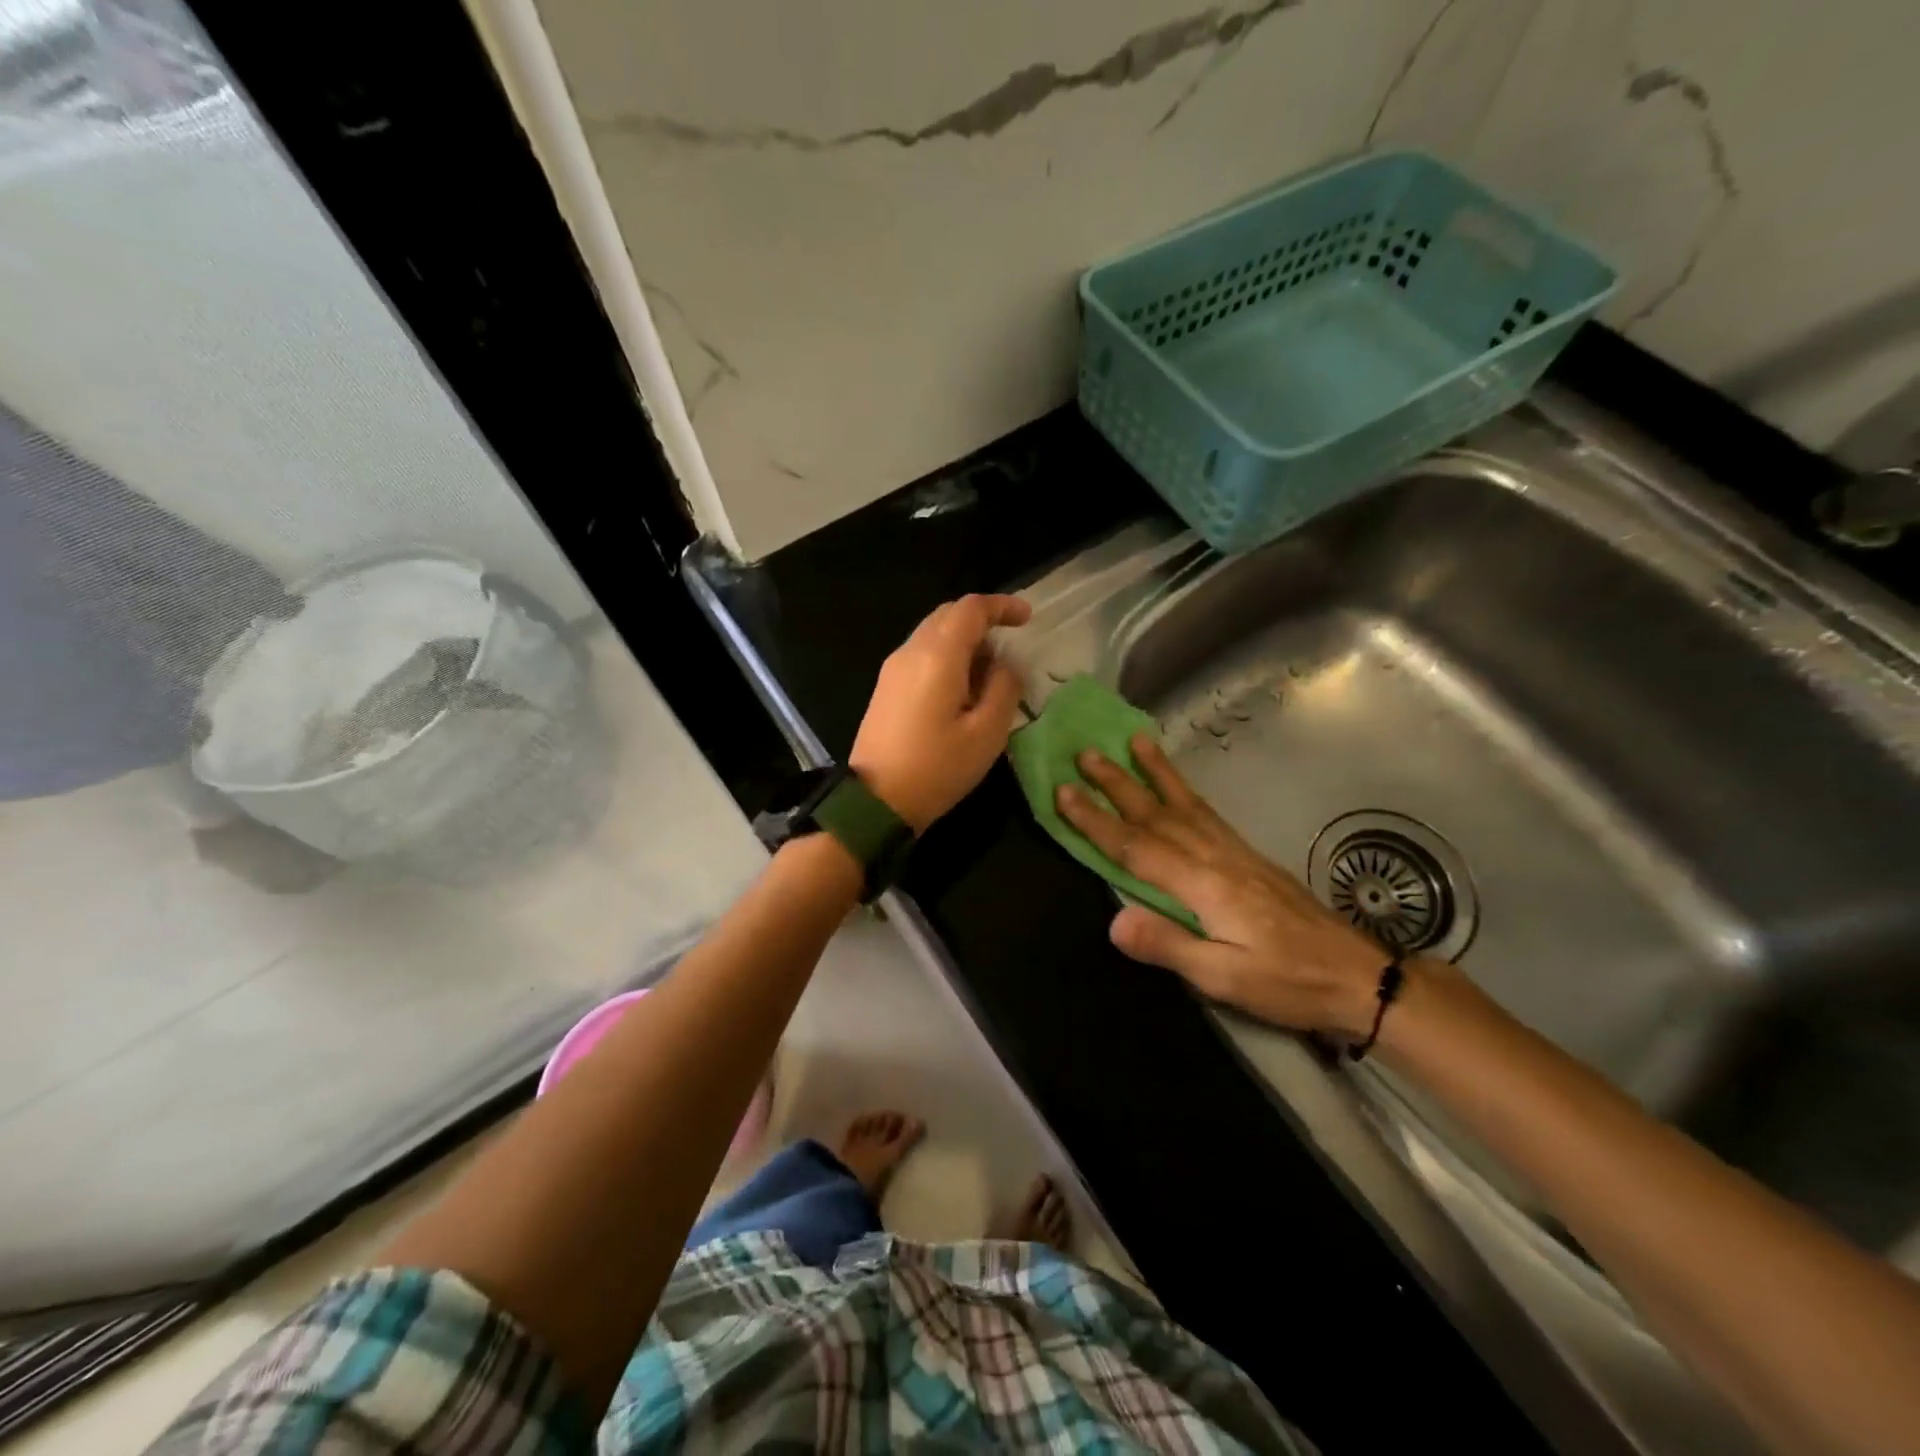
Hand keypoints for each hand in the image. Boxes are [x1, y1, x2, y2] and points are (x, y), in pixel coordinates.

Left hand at [849, 594, 1031, 832]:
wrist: (875, 801)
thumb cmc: (937, 768)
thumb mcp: (986, 733)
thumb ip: (1004, 688)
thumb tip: (1007, 663)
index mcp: (938, 656)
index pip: (971, 608)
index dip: (1002, 606)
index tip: (1026, 618)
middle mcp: (911, 651)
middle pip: (948, 614)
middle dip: (982, 620)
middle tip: (1010, 645)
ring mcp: (893, 669)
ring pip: (932, 633)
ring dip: (964, 640)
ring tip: (989, 672)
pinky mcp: (886, 688)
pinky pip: (921, 655)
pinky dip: (947, 656)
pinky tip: (962, 688)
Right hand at [1056, 734, 1391, 1037]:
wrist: (1356, 974)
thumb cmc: (1287, 981)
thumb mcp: (1225, 979)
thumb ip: (1169, 946)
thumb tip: (1114, 920)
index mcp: (1203, 885)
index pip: (1136, 847)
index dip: (1095, 820)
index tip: (1062, 792)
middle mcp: (1214, 857)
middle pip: (1155, 813)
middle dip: (1116, 783)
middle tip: (1084, 753)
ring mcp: (1233, 851)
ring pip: (1183, 803)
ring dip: (1152, 772)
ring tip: (1131, 741)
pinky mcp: (1247, 855)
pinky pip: (1207, 811)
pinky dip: (1184, 790)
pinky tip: (1176, 785)